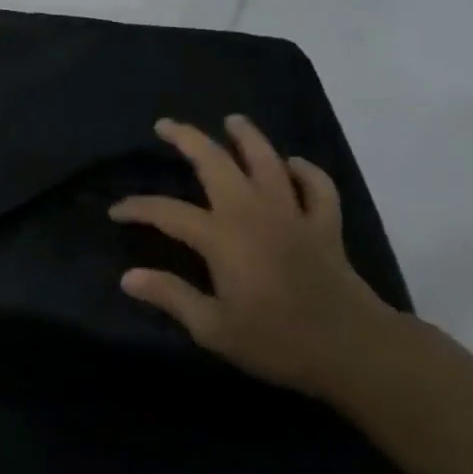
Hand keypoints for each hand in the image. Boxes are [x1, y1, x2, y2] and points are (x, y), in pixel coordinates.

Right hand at [109, 115, 392, 399]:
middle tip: (166, 125)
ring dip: (248, 138)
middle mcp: (253, 214)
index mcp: (222, 238)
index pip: (167, 212)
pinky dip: (306, 172)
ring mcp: (292, 216)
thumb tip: (128, 277)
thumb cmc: (278, 341)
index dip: (137, 208)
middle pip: (216, 163)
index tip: (116, 212)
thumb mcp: (214, 328)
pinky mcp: (324, 227)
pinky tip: (294, 165)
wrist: (356, 351)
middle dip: (187, 139)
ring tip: (233, 121)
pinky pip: (318, 188)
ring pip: (268, 162)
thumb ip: (171, 296)